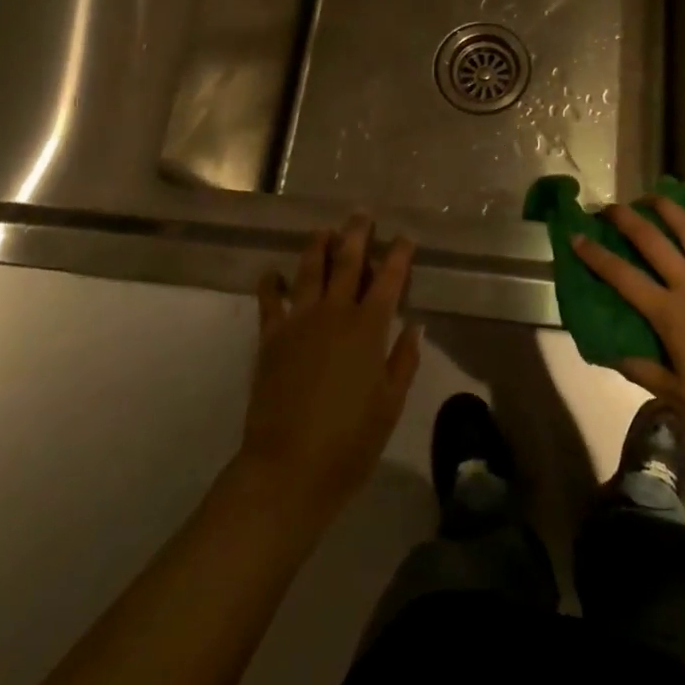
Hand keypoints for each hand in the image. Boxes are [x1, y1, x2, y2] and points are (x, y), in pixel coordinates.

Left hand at [238, 215, 421, 522]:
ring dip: (319, 247)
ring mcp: (299, 322)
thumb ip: (403, 361)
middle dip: (357, 235)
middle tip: (361, 214)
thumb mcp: (390, 405)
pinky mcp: (271, 338)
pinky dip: (272, 283)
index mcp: (368, 328)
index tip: (405, 237)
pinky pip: (271, 301)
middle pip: (348, 263)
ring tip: (324, 230)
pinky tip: (273, 271)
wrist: (287, 470)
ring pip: (310, 271)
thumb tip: (413, 326)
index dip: (399, 255)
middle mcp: (334, 314)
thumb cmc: (349, 442)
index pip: (389, 280)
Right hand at [574, 195, 684, 456]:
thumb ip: (645, 372)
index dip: (595, 255)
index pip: (622, 277)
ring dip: (668, 208)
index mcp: (669, 313)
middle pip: (651, 240)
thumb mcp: (681, 399)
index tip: (576, 236)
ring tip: (653, 196)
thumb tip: (611, 353)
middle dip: (626, 219)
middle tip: (610, 207)